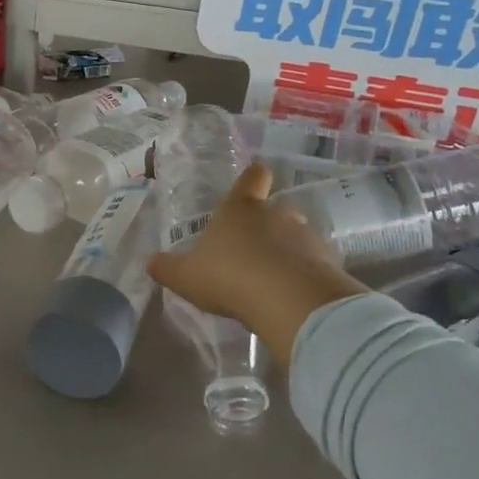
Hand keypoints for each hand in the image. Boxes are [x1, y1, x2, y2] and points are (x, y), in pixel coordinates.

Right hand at [148, 163, 366, 367]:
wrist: (289, 301)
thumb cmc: (230, 277)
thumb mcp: (187, 276)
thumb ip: (168, 268)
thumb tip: (150, 262)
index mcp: (241, 209)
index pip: (253, 178)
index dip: (253, 178)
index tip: (254, 180)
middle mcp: (277, 214)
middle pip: (277, 208)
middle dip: (269, 225)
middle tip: (254, 249)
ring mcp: (306, 237)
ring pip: (297, 237)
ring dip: (289, 252)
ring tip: (274, 279)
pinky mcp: (328, 263)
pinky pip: (314, 264)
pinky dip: (305, 275)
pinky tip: (292, 297)